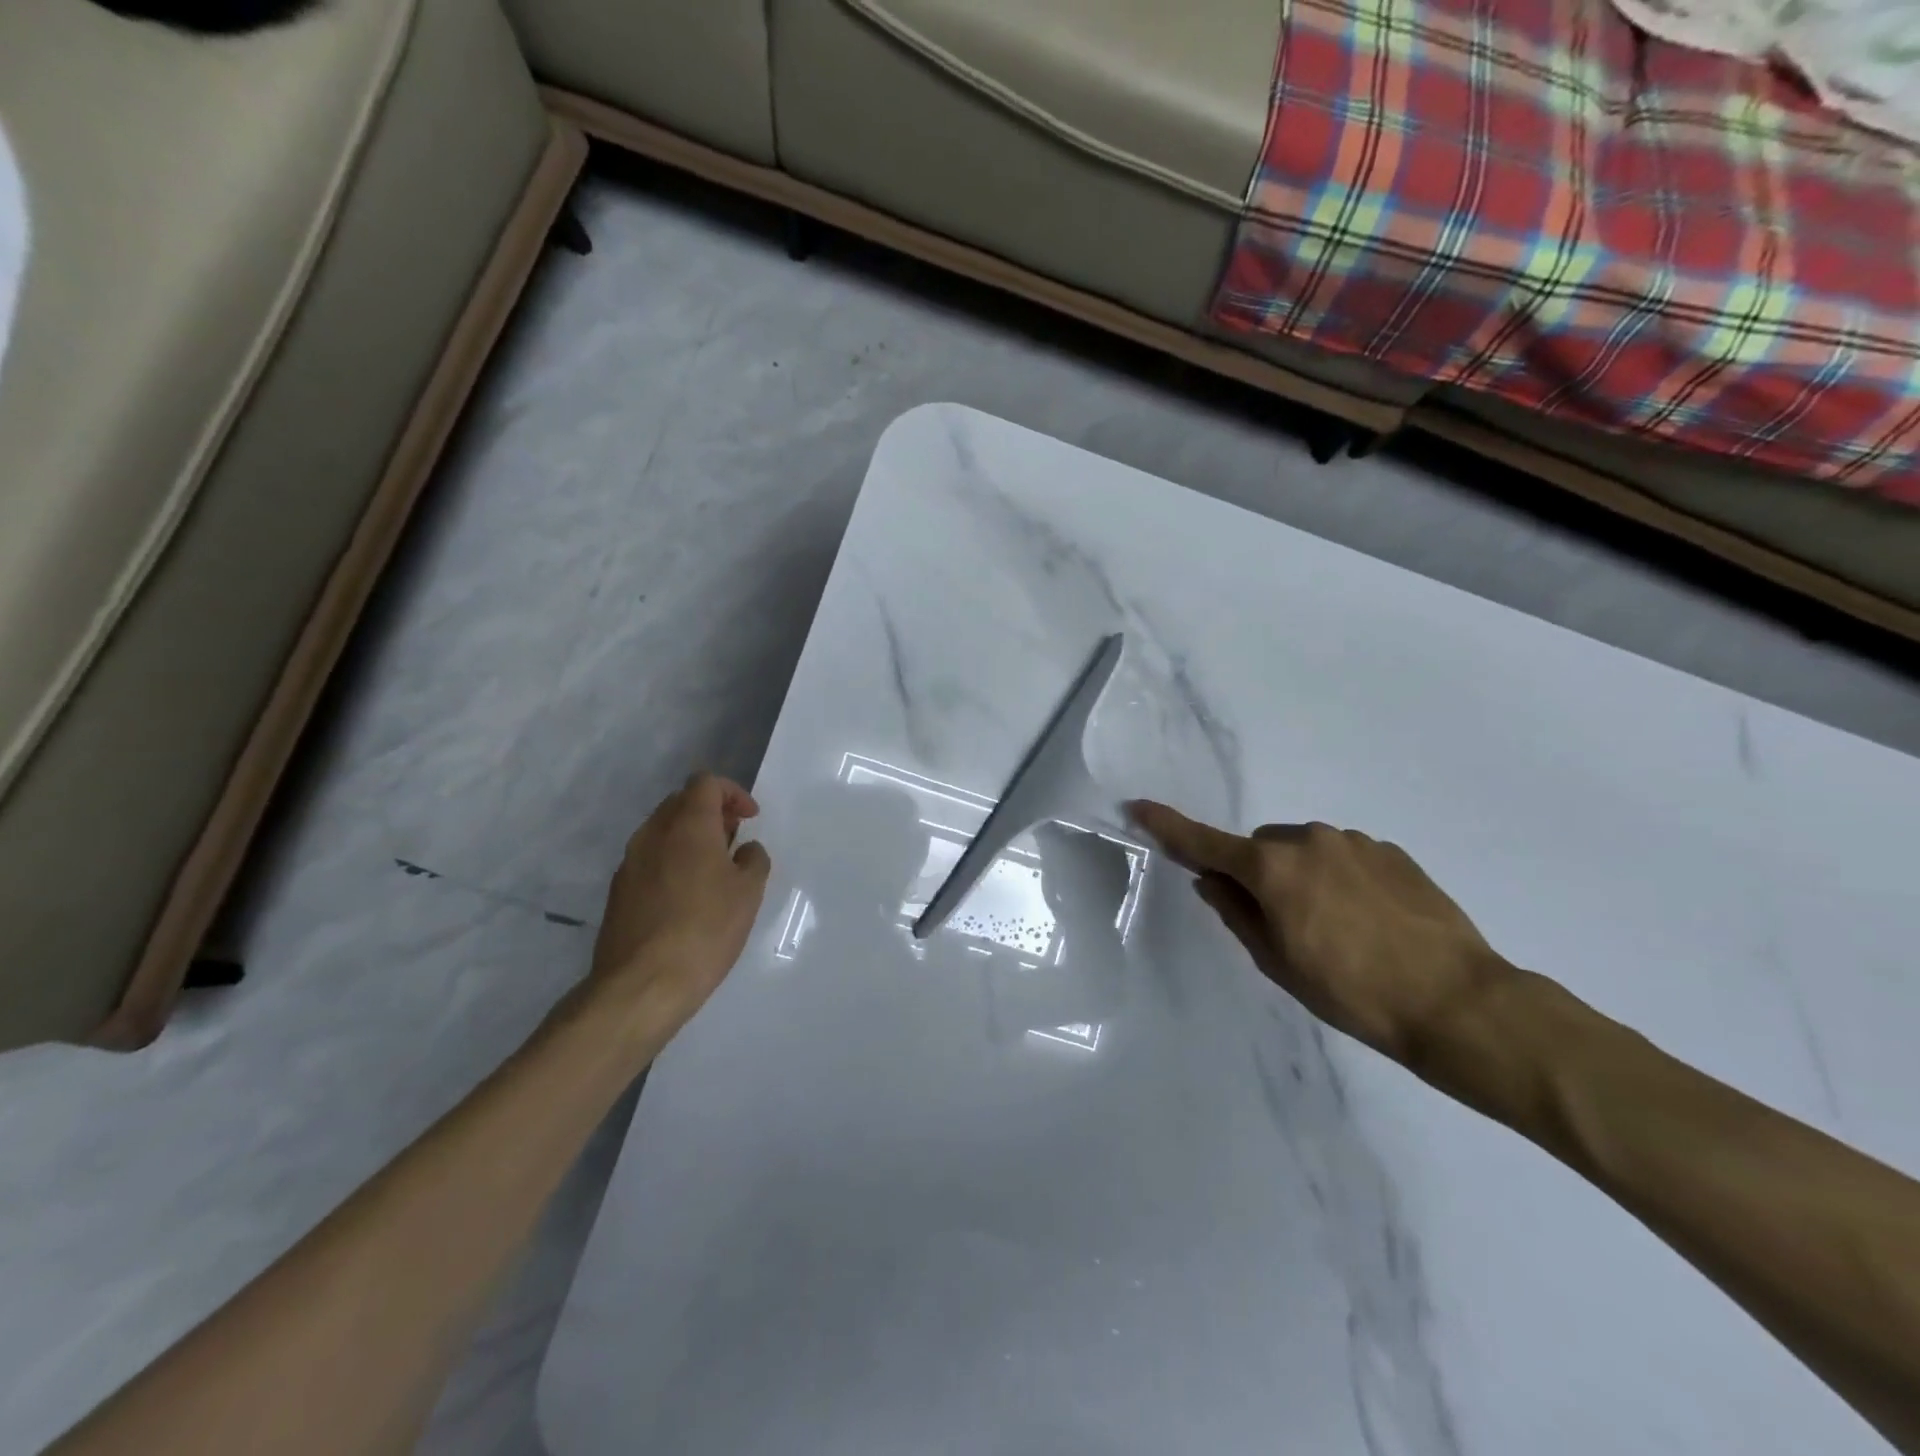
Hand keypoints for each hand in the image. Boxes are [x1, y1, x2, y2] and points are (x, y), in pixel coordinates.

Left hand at [588, 773, 772, 1031]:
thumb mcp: (748, 892)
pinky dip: (672, 862)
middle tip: (734, 839)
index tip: (750, 819)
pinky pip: (650, 860)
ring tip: (714, 870)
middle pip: (681, 803)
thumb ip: (753, 860)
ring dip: (690, 838)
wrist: (642, 985)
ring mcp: (629, 863)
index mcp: (687, 826)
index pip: (705, 783)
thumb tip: (744, 850)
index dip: (732, 793)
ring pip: (662, 831)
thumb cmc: (705, 930)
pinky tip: (689, 897)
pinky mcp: (618, 892)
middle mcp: (652, 834)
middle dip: (711, 812)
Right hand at [1128, 801, 1513, 1065]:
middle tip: (1283, 924)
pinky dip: (1340, 878)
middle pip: (1260, 848)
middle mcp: (1309, 840)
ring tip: (1337, 928)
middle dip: (1258, 874)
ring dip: (1301, 876)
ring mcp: (1354, 841)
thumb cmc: (1352, 992)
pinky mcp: (1391, 851)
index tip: (1139, 807)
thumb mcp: (1279, 962)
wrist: (1457, 1001)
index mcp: (1272, 868)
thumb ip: (1237, 914)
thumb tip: (1211, 881)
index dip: (1168, 826)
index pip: (1205, 842)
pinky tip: (1369, 920)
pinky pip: (1344, 856)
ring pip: (1304, 851)